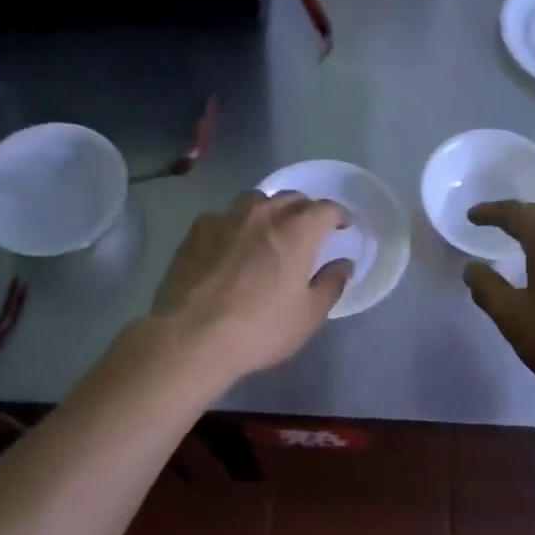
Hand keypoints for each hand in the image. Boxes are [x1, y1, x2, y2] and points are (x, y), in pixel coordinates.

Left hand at [152, 191, 351, 384]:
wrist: (192, 336)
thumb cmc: (260, 329)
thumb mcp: (308, 315)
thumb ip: (331, 284)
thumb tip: (343, 264)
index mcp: (297, 231)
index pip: (326, 209)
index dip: (338, 215)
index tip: (342, 226)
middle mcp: (263, 215)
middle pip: (291, 198)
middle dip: (305, 210)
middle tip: (307, 231)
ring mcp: (226, 219)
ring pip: (255, 201)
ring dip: (268, 210)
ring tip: (268, 230)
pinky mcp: (196, 231)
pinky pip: (223, 217)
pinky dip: (234, 225)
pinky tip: (229, 245)